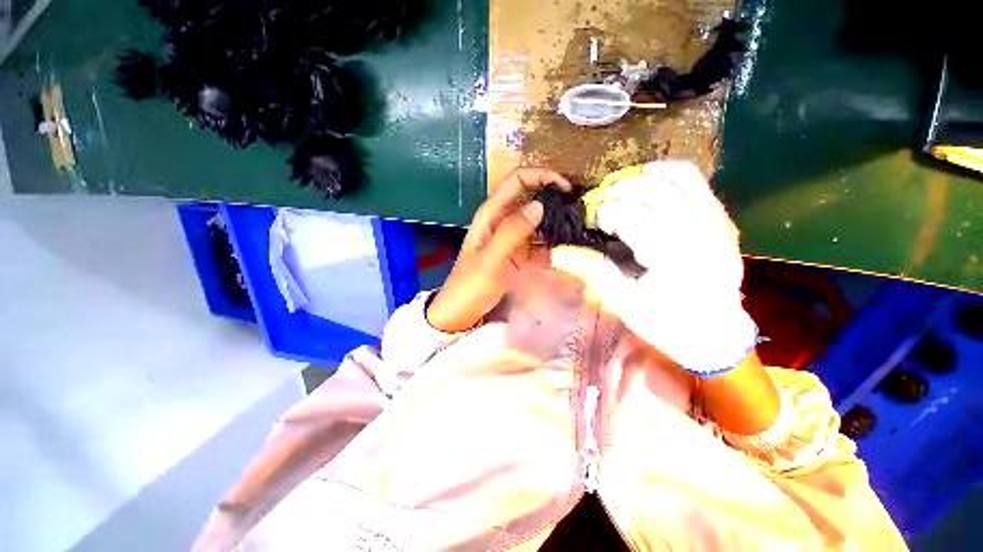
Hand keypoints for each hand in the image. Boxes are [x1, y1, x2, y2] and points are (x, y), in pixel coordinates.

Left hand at [427, 168, 571, 332]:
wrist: (462, 312)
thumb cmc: (471, 285)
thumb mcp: (491, 258)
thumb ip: (513, 231)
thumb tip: (539, 205)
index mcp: (492, 214)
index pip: (518, 180)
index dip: (542, 176)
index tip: (566, 188)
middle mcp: (503, 220)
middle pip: (531, 197)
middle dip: (554, 198)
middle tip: (579, 208)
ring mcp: (512, 238)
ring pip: (538, 220)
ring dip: (556, 222)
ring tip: (579, 228)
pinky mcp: (519, 254)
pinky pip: (539, 242)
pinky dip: (553, 243)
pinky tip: (568, 249)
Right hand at [551, 161, 757, 375]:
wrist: (715, 331)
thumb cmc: (666, 322)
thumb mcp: (623, 304)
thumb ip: (594, 271)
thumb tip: (560, 252)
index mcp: (672, 258)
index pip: (630, 218)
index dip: (603, 213)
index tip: (587, 219)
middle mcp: (698, 231)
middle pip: (651, 192)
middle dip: (616, 192)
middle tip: (596, 203)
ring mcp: (715, 220)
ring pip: (675, 178)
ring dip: (639, 177)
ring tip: (617, 187)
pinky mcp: (722, 216)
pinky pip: (695, 180)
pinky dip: (668, 172)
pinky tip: (647, 179)